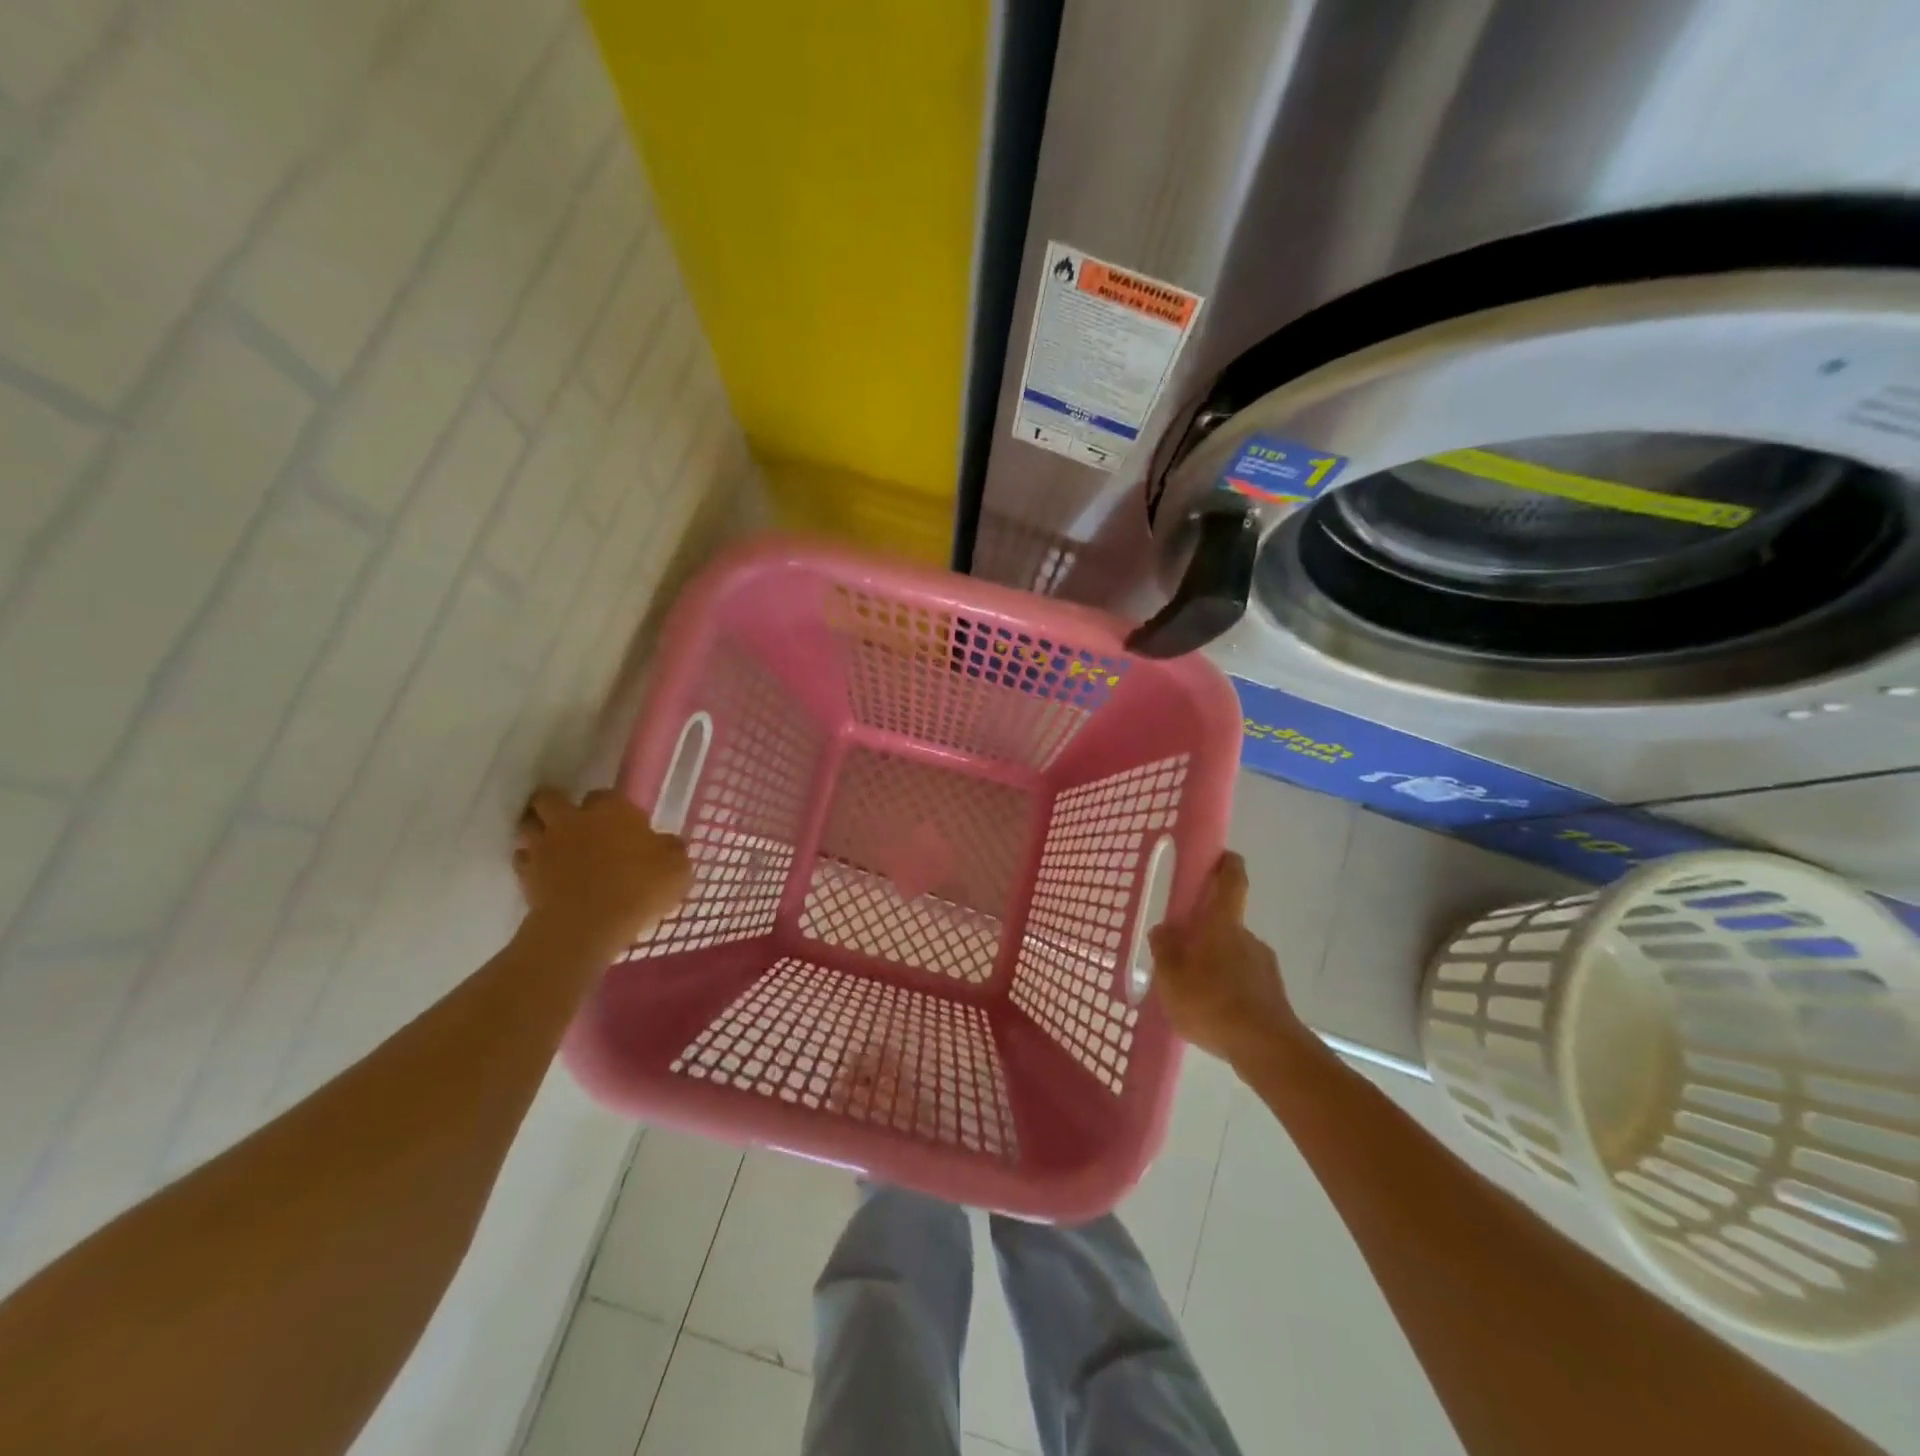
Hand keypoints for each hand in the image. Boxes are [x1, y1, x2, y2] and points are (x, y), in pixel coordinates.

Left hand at [514, 786, 691, 955]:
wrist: (588, 925)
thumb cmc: (639, 888)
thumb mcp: (677, 869)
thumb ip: (671, 850)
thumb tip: (667, 844)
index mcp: (612, 810)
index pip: (604, 794)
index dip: (610, 806)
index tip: (619, 822)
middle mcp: (574, 819)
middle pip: (549, 797)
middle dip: (556, 803)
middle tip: (571, 820)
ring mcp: (545, 845)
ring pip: (528, 824)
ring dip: (537, 829)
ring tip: (552, 843)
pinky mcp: (525, 874)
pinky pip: (522, 859)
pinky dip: (530, 862)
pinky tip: (544, 873)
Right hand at [1148, 852, 1308, 1069]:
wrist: (1266, 1049)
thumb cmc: (1212, 1003)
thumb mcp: (1171, 978)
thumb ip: (1165, 950)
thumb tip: (1164, 929)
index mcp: (1223, 925)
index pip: (1232, 882)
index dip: (1228, 865)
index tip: (1222, 856)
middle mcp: (1248, 937)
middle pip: (1226, 924)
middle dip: (1206, 933)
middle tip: (1181, 952)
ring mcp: (1265, 966)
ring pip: (1234, 955)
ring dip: (1216, 964)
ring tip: (1193, 992)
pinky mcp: (1273, 995)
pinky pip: (1244, 982)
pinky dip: (1228, 988)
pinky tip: (1213, 1012)